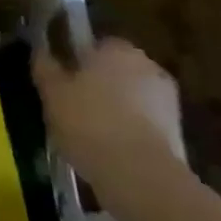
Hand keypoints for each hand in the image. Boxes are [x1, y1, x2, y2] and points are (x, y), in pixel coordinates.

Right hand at [32, 37, 186, 192]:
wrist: (140, 175)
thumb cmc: (89, 121)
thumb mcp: (52, 92)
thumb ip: (46, 66)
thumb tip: (41, 51)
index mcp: (118, 48)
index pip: (95, 45)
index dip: (77, 62)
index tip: (63, 81)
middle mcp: (148, 66)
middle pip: (116, 71)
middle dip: (99, 85)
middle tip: (73, 107)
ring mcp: (168, 101)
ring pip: (132, 99)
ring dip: (117, 111)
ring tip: (90, 135)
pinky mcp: (179, 135)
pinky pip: (144, 126)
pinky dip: (130, 134)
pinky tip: (110, 152)